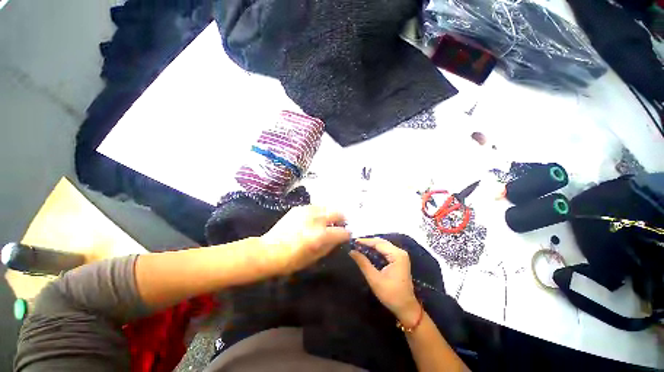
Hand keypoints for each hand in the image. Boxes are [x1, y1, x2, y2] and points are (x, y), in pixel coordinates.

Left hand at [259, 205, 350, 275]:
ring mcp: (306, 211)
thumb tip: (339, 238)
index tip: (347, 235)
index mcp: (320, 235)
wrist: (267, 251)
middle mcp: (315, 220)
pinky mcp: (298, 208)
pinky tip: (315, 219)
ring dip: (330, 214)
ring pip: (327, 207)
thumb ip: (330, 246)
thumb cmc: (291, 260)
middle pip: (337, 213)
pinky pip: (315, 207)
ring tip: (327, 221)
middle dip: (342, 219)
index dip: (347, 234)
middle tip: (340, 225)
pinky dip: (319, 212)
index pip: (342, 231)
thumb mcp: (314, 258)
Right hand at [349, 238, 420, 325]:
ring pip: (383, 245)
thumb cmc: (391, 294)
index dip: (365, 241)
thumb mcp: (374, 279)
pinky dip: (377, 249)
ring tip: (360, 245)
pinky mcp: (399, 259)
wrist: (406, 308)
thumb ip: (363, 263)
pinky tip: (369, 250)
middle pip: (381, 242)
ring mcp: (400, 255)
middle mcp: (400, 252)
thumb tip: (352, 251)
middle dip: (368, 241)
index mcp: (397, 255)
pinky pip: (386, 250)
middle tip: (355, 243)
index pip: (378, 243)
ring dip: (372, 244)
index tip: (354, 241)